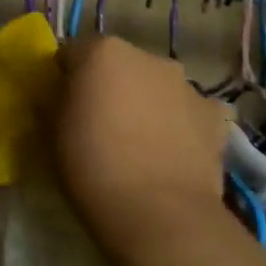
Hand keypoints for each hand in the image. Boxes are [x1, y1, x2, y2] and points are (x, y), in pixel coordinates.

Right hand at [50, 37, 234, 257]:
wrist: (160, 214)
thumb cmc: (93, 166)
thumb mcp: (51, 132)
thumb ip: (55, 101)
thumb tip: (60, 95)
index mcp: (102, 51)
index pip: (73, 54)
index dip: (66, 78)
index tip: (63, 105)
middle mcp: (146, 56)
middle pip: (118, 65)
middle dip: (110, 85)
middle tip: (101, 124)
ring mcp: (185, 84)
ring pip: (155, 85)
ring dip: (146, 102)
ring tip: (140, 143)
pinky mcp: (214, 116)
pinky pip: (189, 111)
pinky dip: (181, 123)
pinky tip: (173, 152)